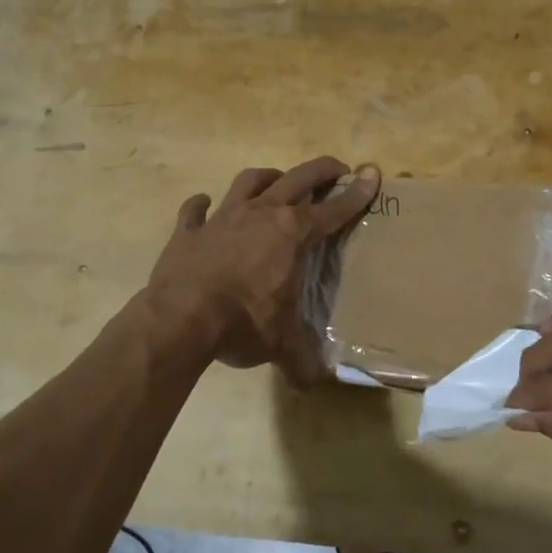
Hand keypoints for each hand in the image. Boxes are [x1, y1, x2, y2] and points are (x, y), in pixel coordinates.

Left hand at [145, 157, 379, 383]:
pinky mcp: (189, 231)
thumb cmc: (242, 323)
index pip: (333, 210)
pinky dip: (201, 206)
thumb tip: (313, 383)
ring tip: (276, 180)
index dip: (357, 194)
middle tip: (335, 169)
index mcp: (292, 234)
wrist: (180, 319)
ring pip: (249, 181)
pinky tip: (204, 205)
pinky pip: (195, 210)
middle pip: (297, 178)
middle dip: (321, 170)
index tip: (371, 174)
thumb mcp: (281, 343)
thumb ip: (301, 358)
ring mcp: (222, 218)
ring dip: (267, 177)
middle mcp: (261, 215)